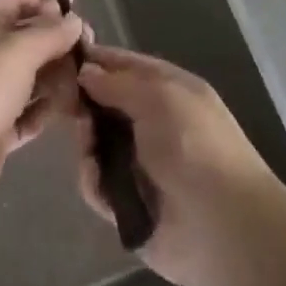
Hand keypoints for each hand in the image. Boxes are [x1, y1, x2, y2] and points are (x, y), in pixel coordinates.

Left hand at [0, 0, 83, 213]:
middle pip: (26, 38)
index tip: (77, 1)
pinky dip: (46, 109)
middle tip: (92, 50)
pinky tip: (72, 110)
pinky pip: (26, 112)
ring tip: (88, 82)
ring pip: (29, 76)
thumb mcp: (19, 50)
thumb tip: (74, 20)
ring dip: (57, 77)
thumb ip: (51, 33)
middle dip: (58, 41)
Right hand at [73, 43, 282, 285]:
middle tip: (68, 108)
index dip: (98, 60)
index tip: (63, 59)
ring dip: (88, 144)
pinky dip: (94, 181)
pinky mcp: (129, 203)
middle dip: (86, 105)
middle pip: (107, 104)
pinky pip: (99, 183)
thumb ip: (118, 83)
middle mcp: (155, 123)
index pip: (127, 66)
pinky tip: (97, 180)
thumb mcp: (159, 97)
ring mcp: (142, 164)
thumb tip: (86, 71)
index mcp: (170, 90)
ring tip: (88, 148)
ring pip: (98, 143)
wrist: (222, 226)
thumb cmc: (194, 145)